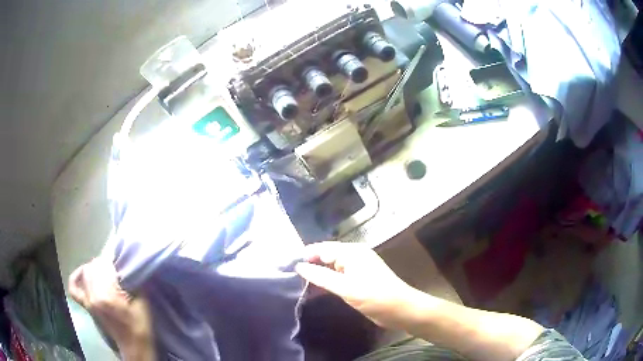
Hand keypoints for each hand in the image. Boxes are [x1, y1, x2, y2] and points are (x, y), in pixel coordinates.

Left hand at [68, 257, 153, 357]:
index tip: (122, 258)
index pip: (103, 265)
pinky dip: (76, 278)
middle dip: (105, 262)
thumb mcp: (143, 303)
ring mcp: (88, 301)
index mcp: (107, 295)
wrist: (134, 347)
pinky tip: (83, 274)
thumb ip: (134, 282)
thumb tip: (129, 262)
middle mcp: (93, 296)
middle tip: (117, 266)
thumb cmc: (140, 326)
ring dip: (95, 267)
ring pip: (86, 272)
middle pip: (93, 266)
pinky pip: (74, 289)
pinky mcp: (86, 306)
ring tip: (106, 271)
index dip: (112, 258)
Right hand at [295, 242, 419, 328]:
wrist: (401, 310)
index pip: (323, 248)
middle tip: (290, 274)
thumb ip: (321, 276)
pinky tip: (317, 287)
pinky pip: (339, 275)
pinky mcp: (360, 279)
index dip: (305, 255)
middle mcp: (355, 255)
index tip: (287, 265)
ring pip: (332, 266)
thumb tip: (299, 266)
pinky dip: (328, 280)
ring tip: (298, 280)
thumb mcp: (346, 288)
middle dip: (310, 263)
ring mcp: (358, 267)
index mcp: (352, 252)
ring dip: (318, 272)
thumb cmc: (375, 297)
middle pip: (327, 255)